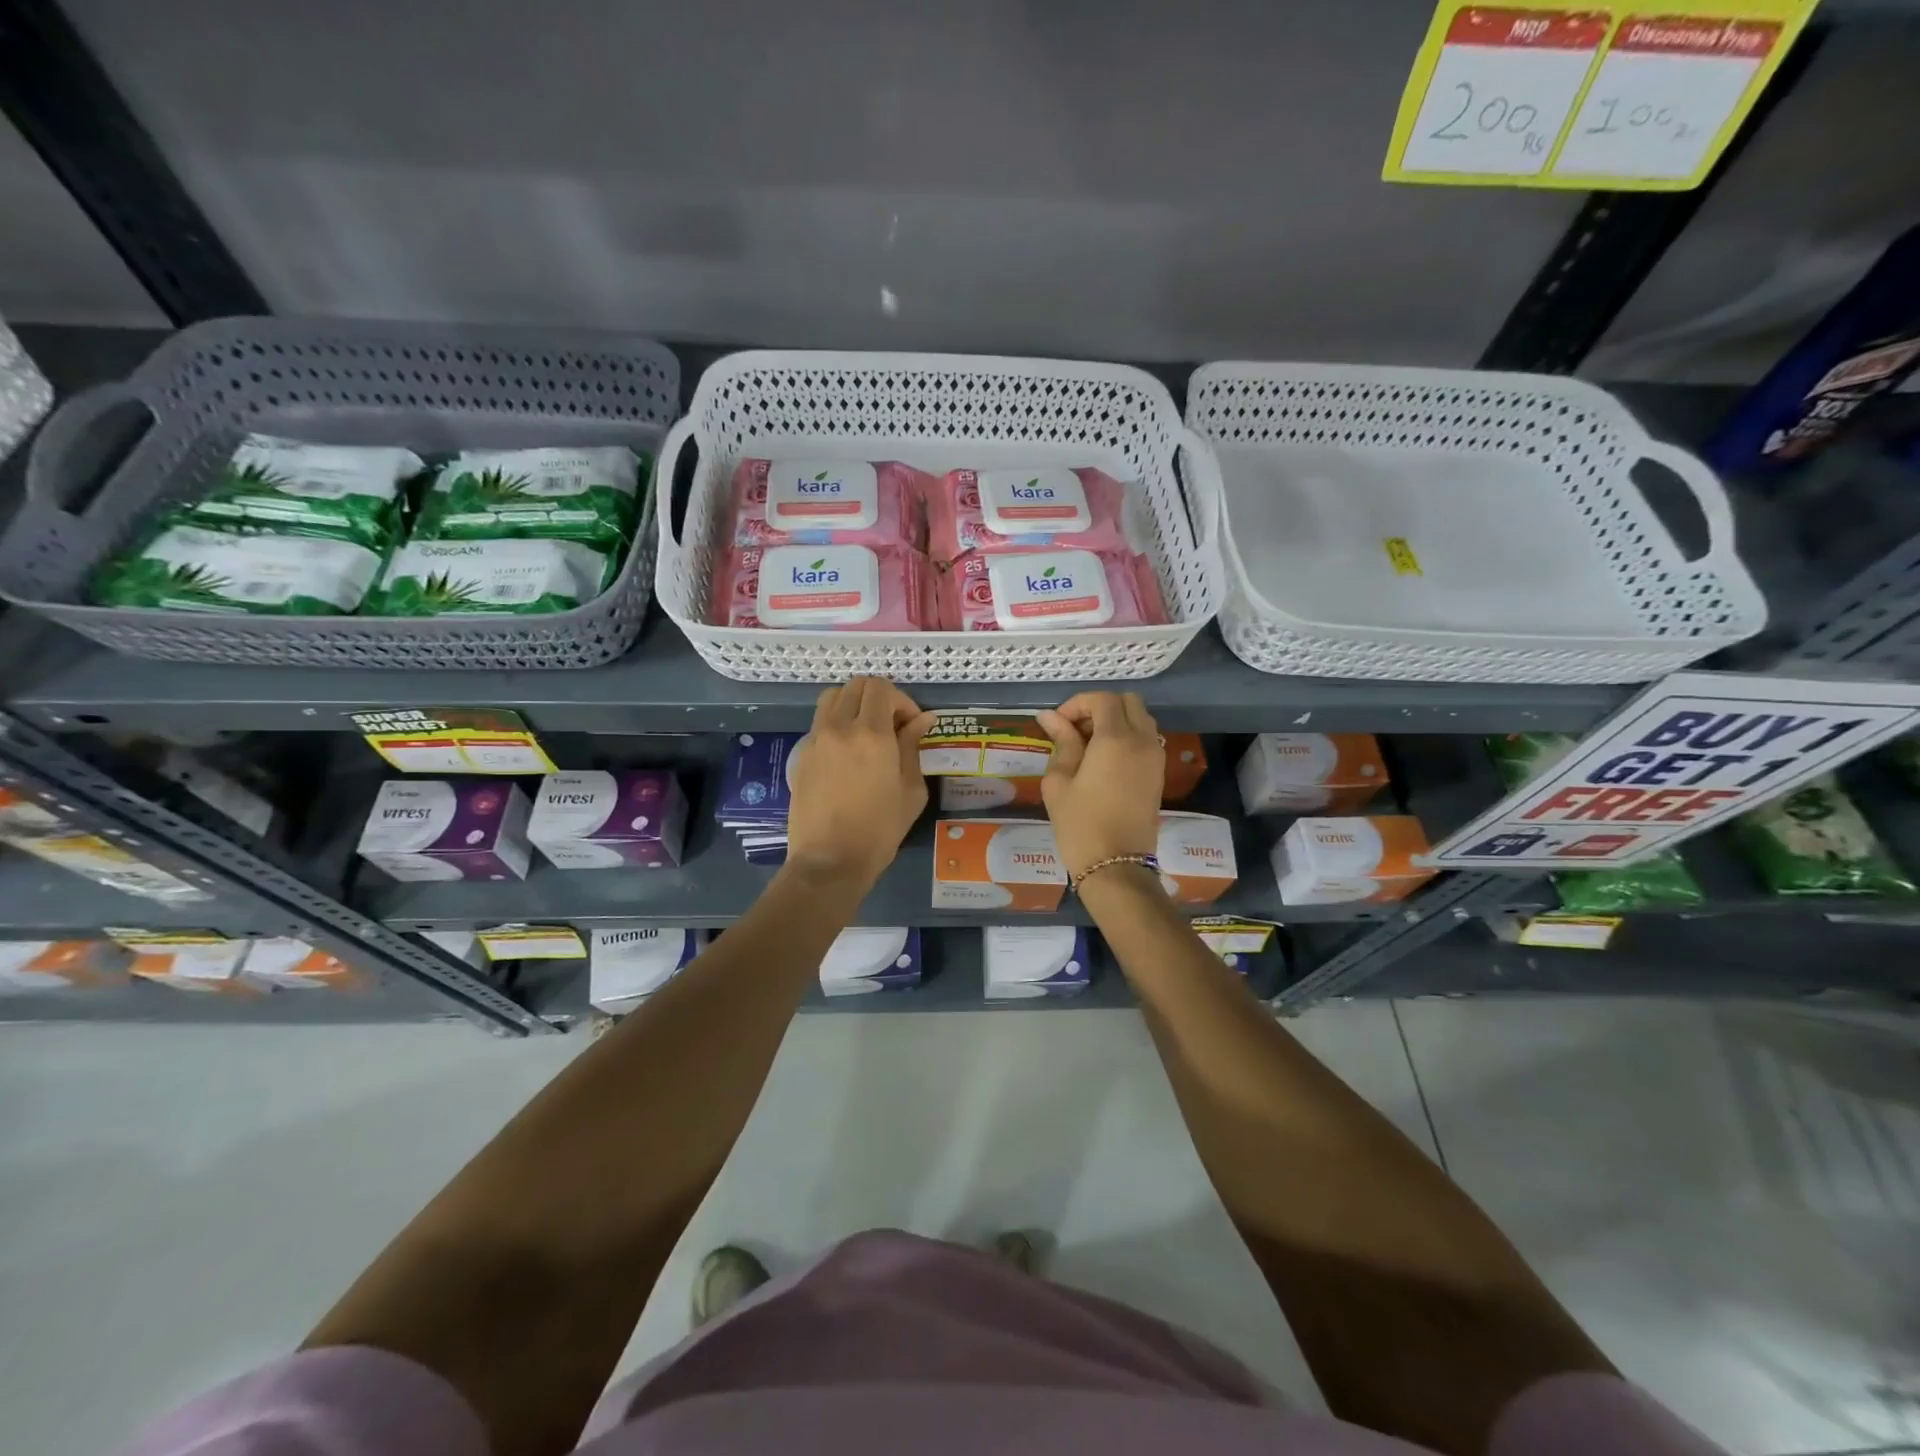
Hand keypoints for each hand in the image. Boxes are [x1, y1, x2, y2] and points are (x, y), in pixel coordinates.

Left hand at [785, 678, 937, 887]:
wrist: (830, 860)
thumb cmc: (879, 830)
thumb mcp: (910, 790)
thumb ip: (913, 747)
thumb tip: (923, 719)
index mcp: (872, 734)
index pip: (882, 688)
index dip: (901, 700)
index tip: (911, 725)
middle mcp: (840, 727)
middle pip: (856, 686)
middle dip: (879, 698)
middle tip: (892, 726)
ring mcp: (816, 739)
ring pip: (833, 697)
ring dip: (853, 704)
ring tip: (867, 732)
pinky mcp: (802, 754)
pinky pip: (821, 721)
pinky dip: (837, 722)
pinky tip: (848, 752)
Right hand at [1035, 692, 1163, 879]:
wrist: (1116, 865)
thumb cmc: (1080, 824)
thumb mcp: (1059, 781)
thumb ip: (1061, 742)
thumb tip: (1050, 717)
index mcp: (1116, 739)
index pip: (1102, 699)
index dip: (1077, 704)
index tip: (1057, 724)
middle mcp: (1142, 741)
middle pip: (1128, 702)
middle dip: (1100, 707)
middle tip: (1075, 730)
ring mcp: (1155, 757)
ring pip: (1141, 719)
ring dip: (1116, 721)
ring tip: (1087, 746)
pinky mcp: (1158, 773)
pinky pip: (1146, 739)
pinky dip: (1127, 737)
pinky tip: (1103, 760)